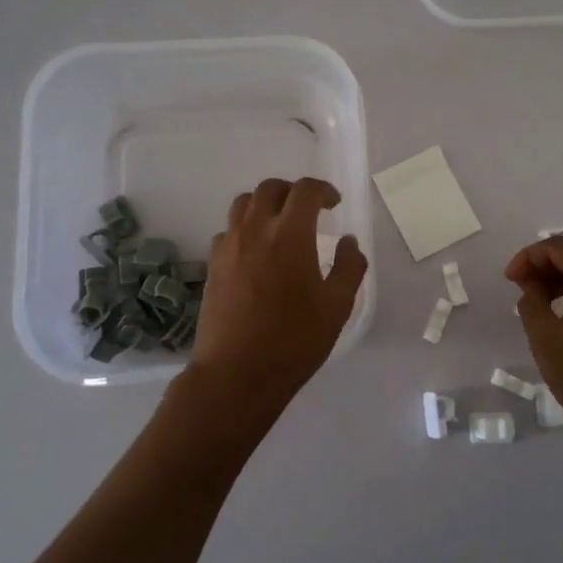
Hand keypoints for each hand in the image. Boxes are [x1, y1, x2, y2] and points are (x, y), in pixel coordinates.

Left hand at [190, 177, 367, 411]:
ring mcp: (229, 247)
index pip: (305, 191)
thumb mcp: (337, 307)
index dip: (323, 190)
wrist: (237, 374)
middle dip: (293, 192)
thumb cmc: (294, 340)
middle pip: (270, 188)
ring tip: (280, 224)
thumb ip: (349, 267)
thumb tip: (349, 242)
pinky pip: (228, 231)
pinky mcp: (212, 265)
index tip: (334, 204)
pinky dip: (245, 229)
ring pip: (243, 204)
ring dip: (265, 204)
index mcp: (290, 235)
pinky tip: (256, 252)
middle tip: (309, 210)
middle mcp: (255, 231)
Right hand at [505, 238, 562, 439]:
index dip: (530, 256)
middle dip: (544, 264)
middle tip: (518, 284)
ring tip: (534, 299)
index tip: (509, 278)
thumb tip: (530, 284)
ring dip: (560, 277)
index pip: (560, 248)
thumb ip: (531, 301)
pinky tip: (559, 312)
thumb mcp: (546, 338)